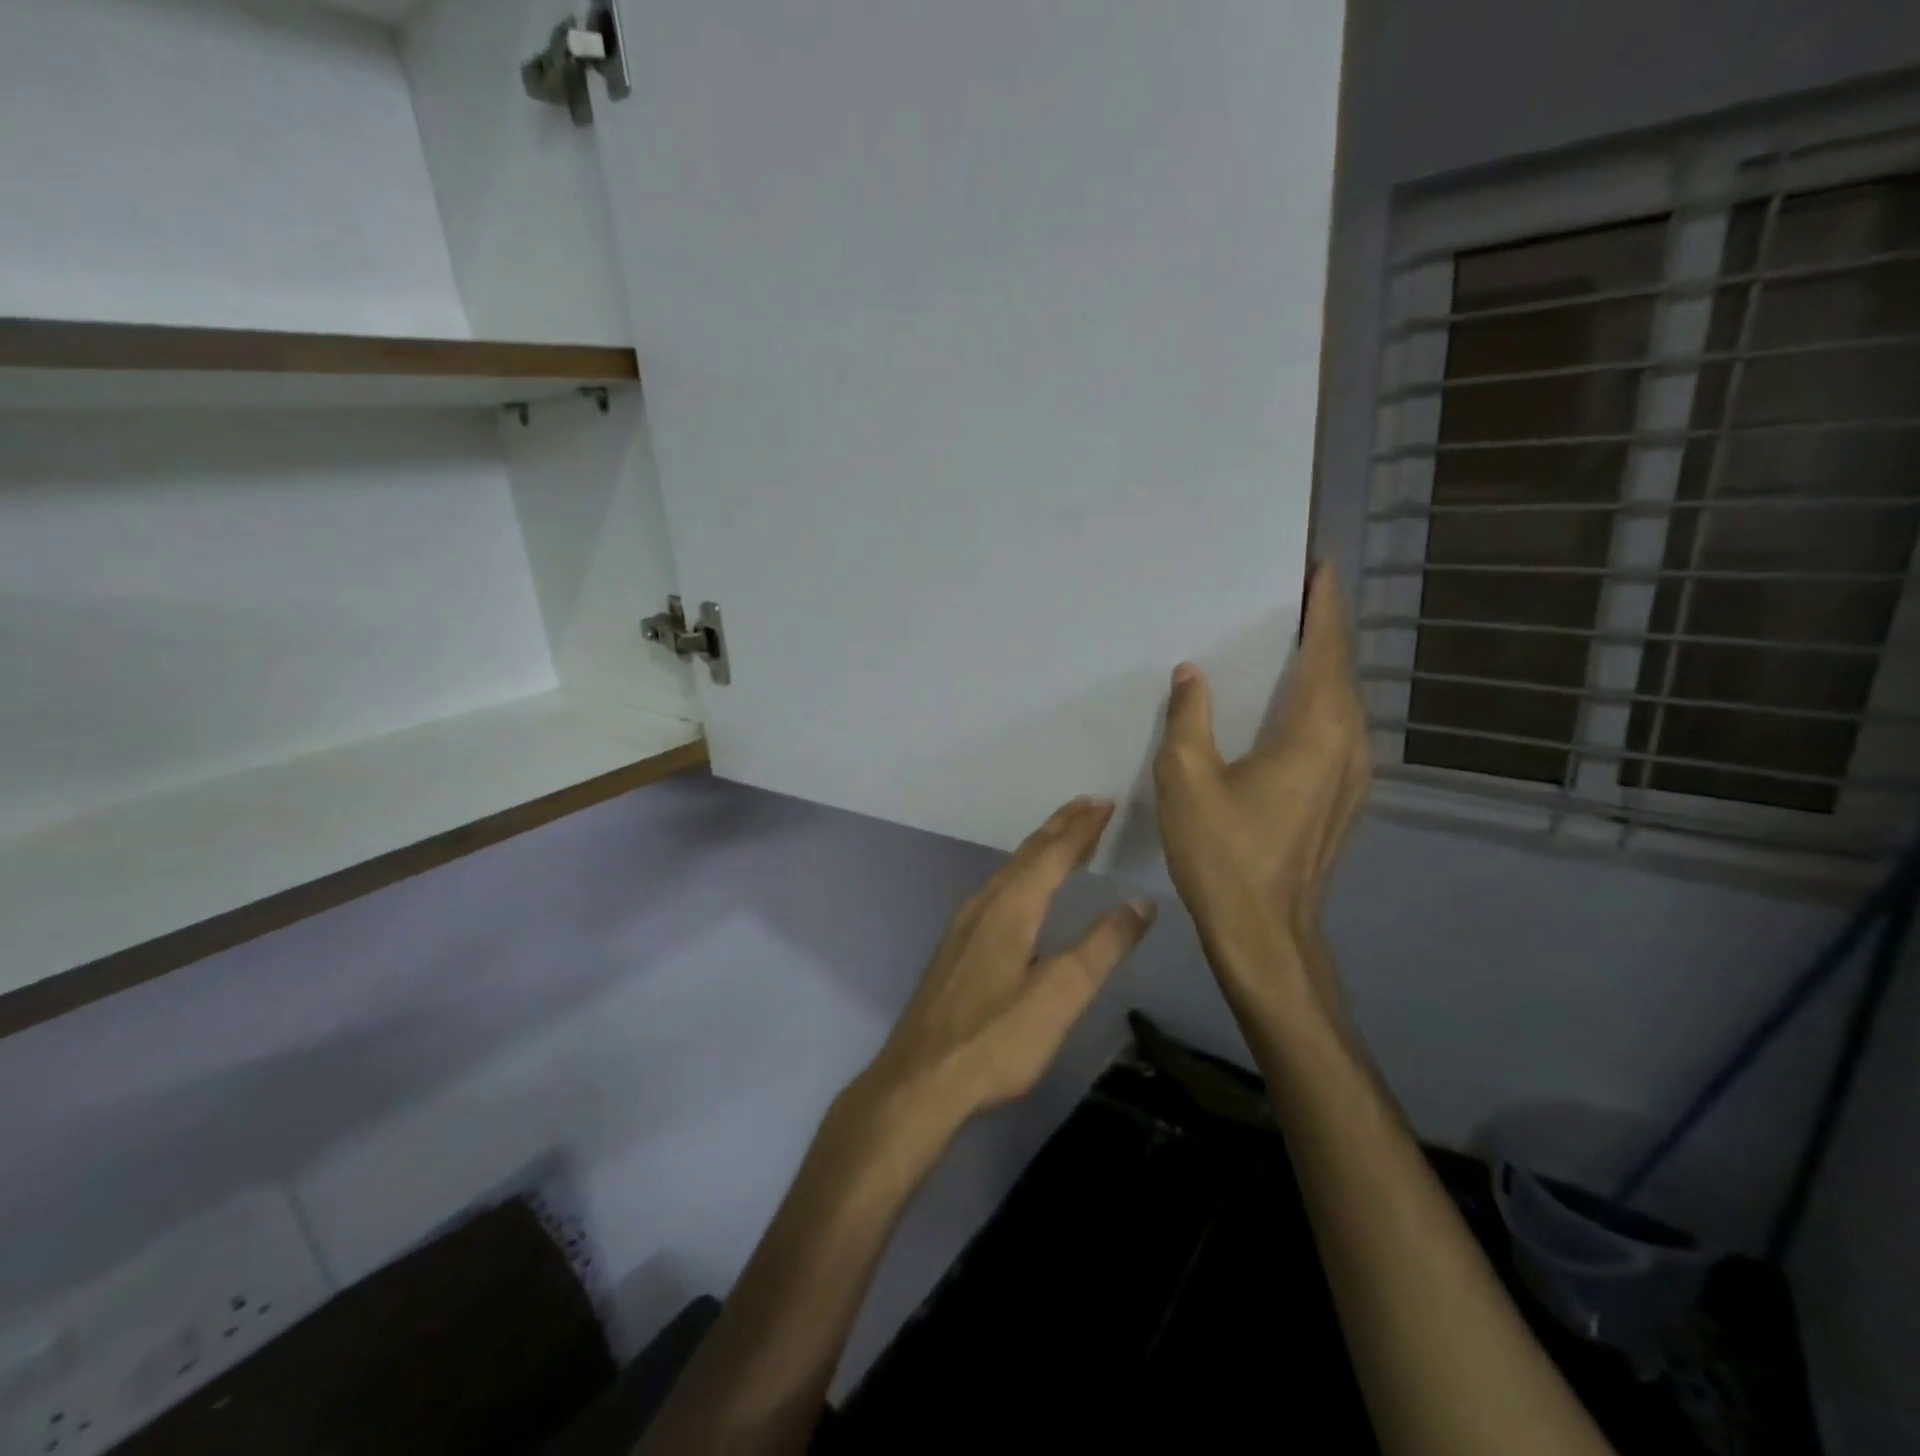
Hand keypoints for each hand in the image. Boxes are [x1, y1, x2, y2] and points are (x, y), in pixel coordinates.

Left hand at [852, 797, 1156, 1139]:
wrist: (919, 1080)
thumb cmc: (995, 1039)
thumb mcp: (1060, 996)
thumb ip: (1102, 947)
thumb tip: (1139, 902)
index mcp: (1010, 907)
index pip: (1053, 854)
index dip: (1082, 828)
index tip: (1106, 803)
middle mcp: (984, 904)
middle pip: (1027, 854)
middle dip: (1060, 827)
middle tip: (1090, 805)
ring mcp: (964, 924)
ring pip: (1008, 870)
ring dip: (1040, 849)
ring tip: (1065, 838)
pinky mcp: (955, 947)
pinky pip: (996, 889)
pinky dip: (1022, 873)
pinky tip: (1022, 889)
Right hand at [1153, 562, 1370, 1008]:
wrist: (1264, 932)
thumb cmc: (1224, 853)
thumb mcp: (1187, 779)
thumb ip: (1189, 717)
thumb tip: (1191, 673)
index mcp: (1317, 730)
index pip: (1327, 648)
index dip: (1324, 605)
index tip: (1319, 567)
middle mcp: (1349, 743)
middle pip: (1340, 671)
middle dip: (1321, 629)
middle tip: (1289, 598)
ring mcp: (1353, 774)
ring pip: (1341, 703)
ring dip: (1319, 667)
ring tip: (1286, 642)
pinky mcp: (1343, 798)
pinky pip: (1334, 730)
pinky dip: (1315, 703)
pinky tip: (1285, 706)